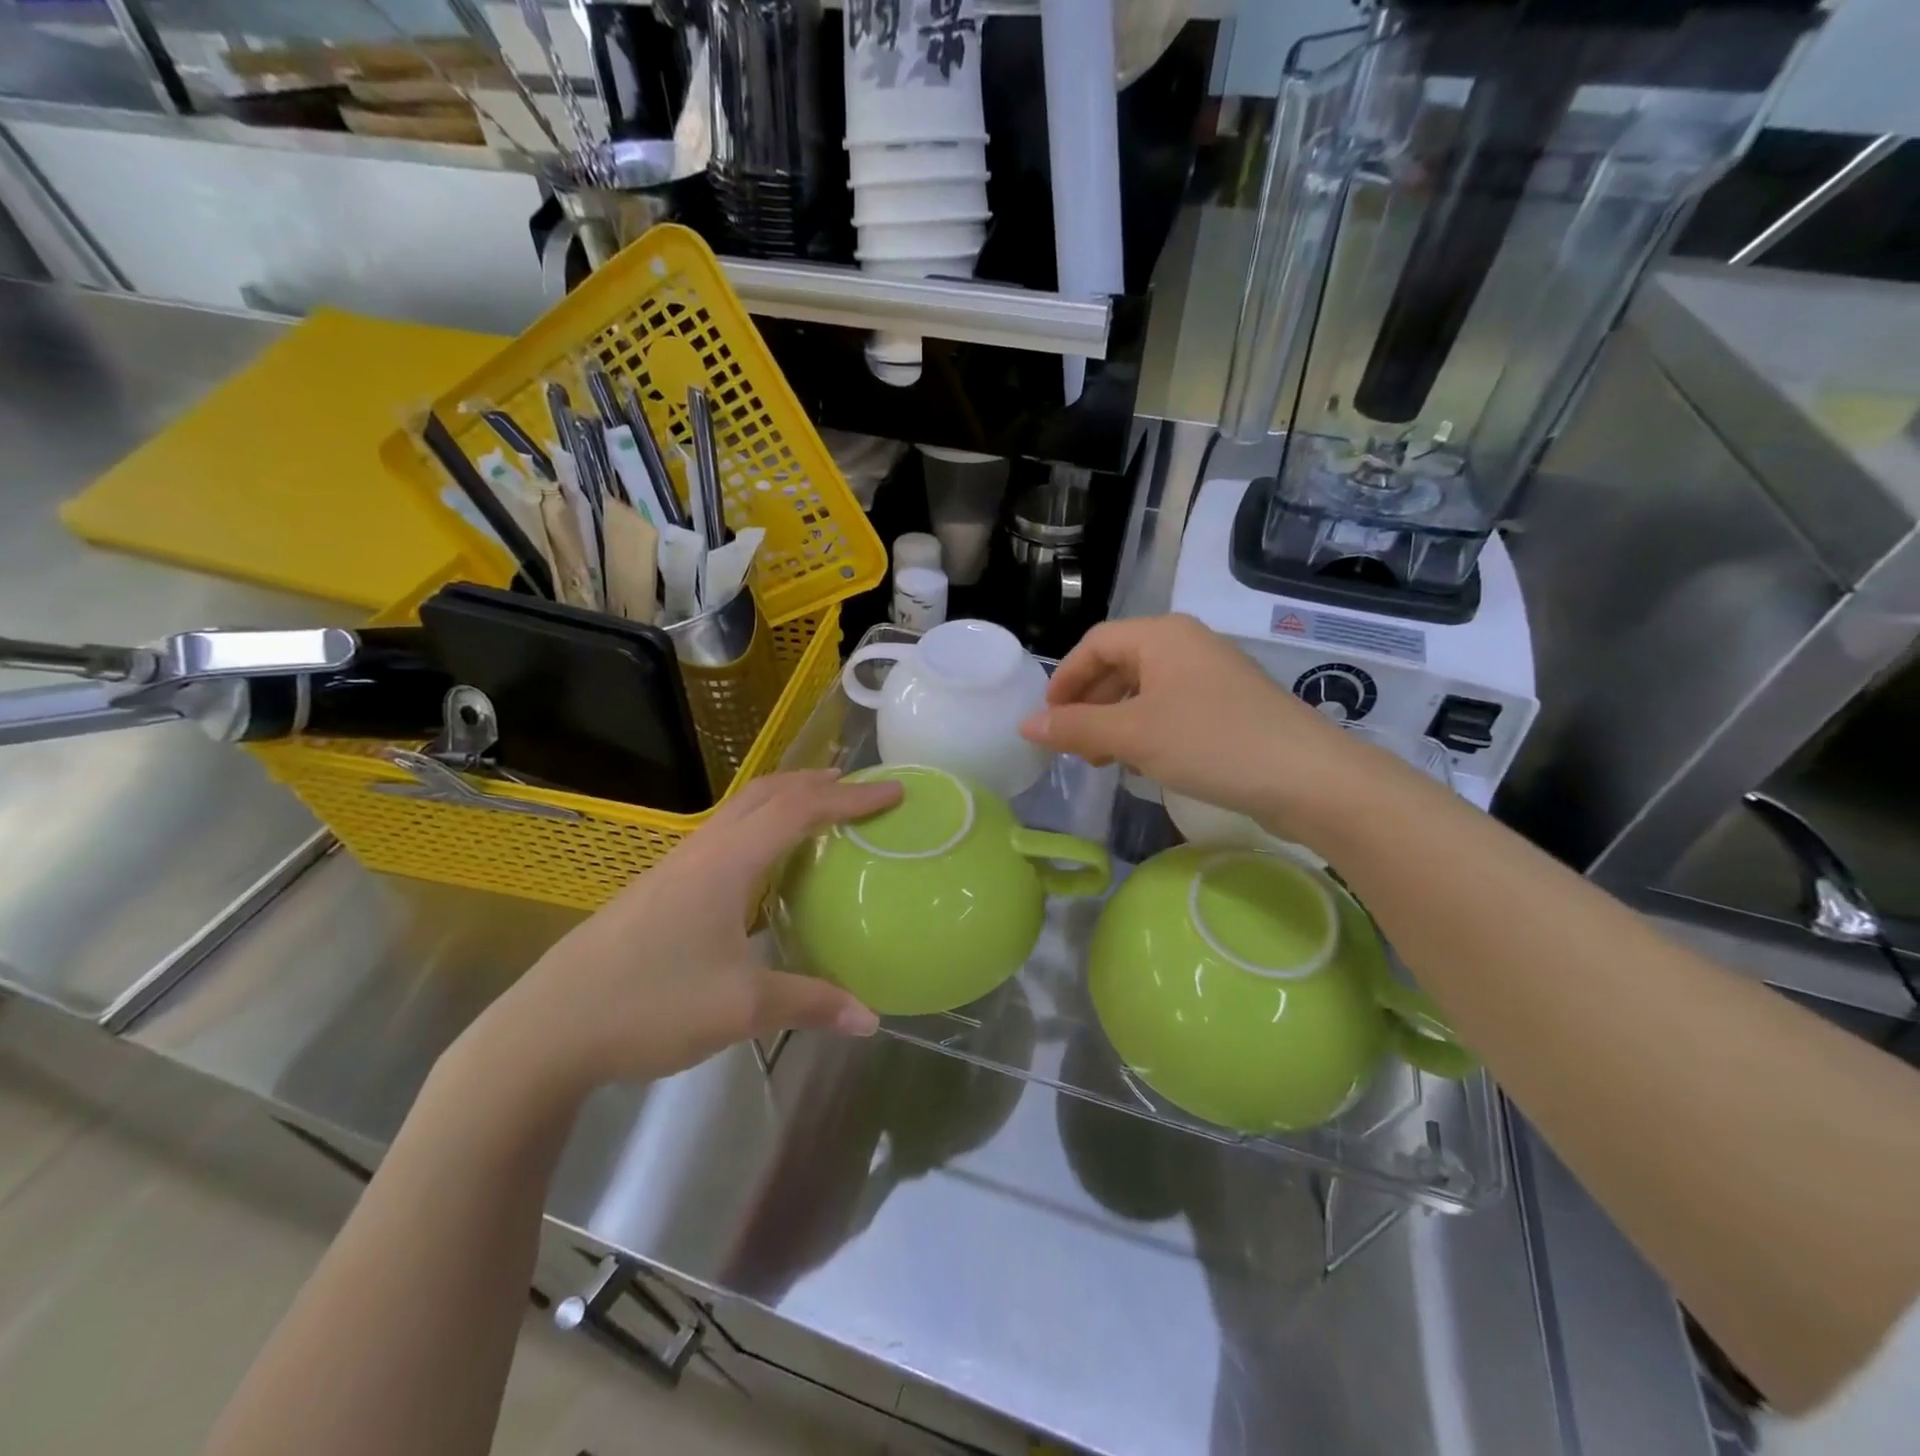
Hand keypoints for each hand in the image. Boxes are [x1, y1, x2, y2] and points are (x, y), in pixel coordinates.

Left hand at [450, 770, 902, 1110]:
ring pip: (740, 812)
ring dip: (784, 801)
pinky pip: (724, 838)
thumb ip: (812, 1003)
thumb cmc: (651, 1004)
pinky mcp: (660, 890)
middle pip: (766, 793)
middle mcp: (702, 851)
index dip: (852, 797)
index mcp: (727, 862)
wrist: (547, 1030)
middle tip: (859, 786)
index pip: (800, 810)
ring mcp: (675, 868)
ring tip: (820, 812)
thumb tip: (871, 1020)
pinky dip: (760, 830)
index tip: (895, 791)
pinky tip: (765, 868)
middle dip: (816, 782)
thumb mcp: (742, 1008)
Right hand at [1020, 614, 1367, 832]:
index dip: (1064, 680)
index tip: (1047, 720)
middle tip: (1074, 746)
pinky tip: (1145, 762)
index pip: (1095, 644)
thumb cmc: (1211, 743)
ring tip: (1105, 760)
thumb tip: (1027, 724)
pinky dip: (1147, 730)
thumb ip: (1076, 727)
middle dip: (1090, 704)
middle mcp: (1187, 644)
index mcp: (1162, 635)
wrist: (1308, 778)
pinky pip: (1172, 707)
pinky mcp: (1230, 705)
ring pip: (1145, 689)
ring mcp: (1212, 674)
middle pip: (1119, 665)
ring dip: (1116, 721)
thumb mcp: (1133, 735)